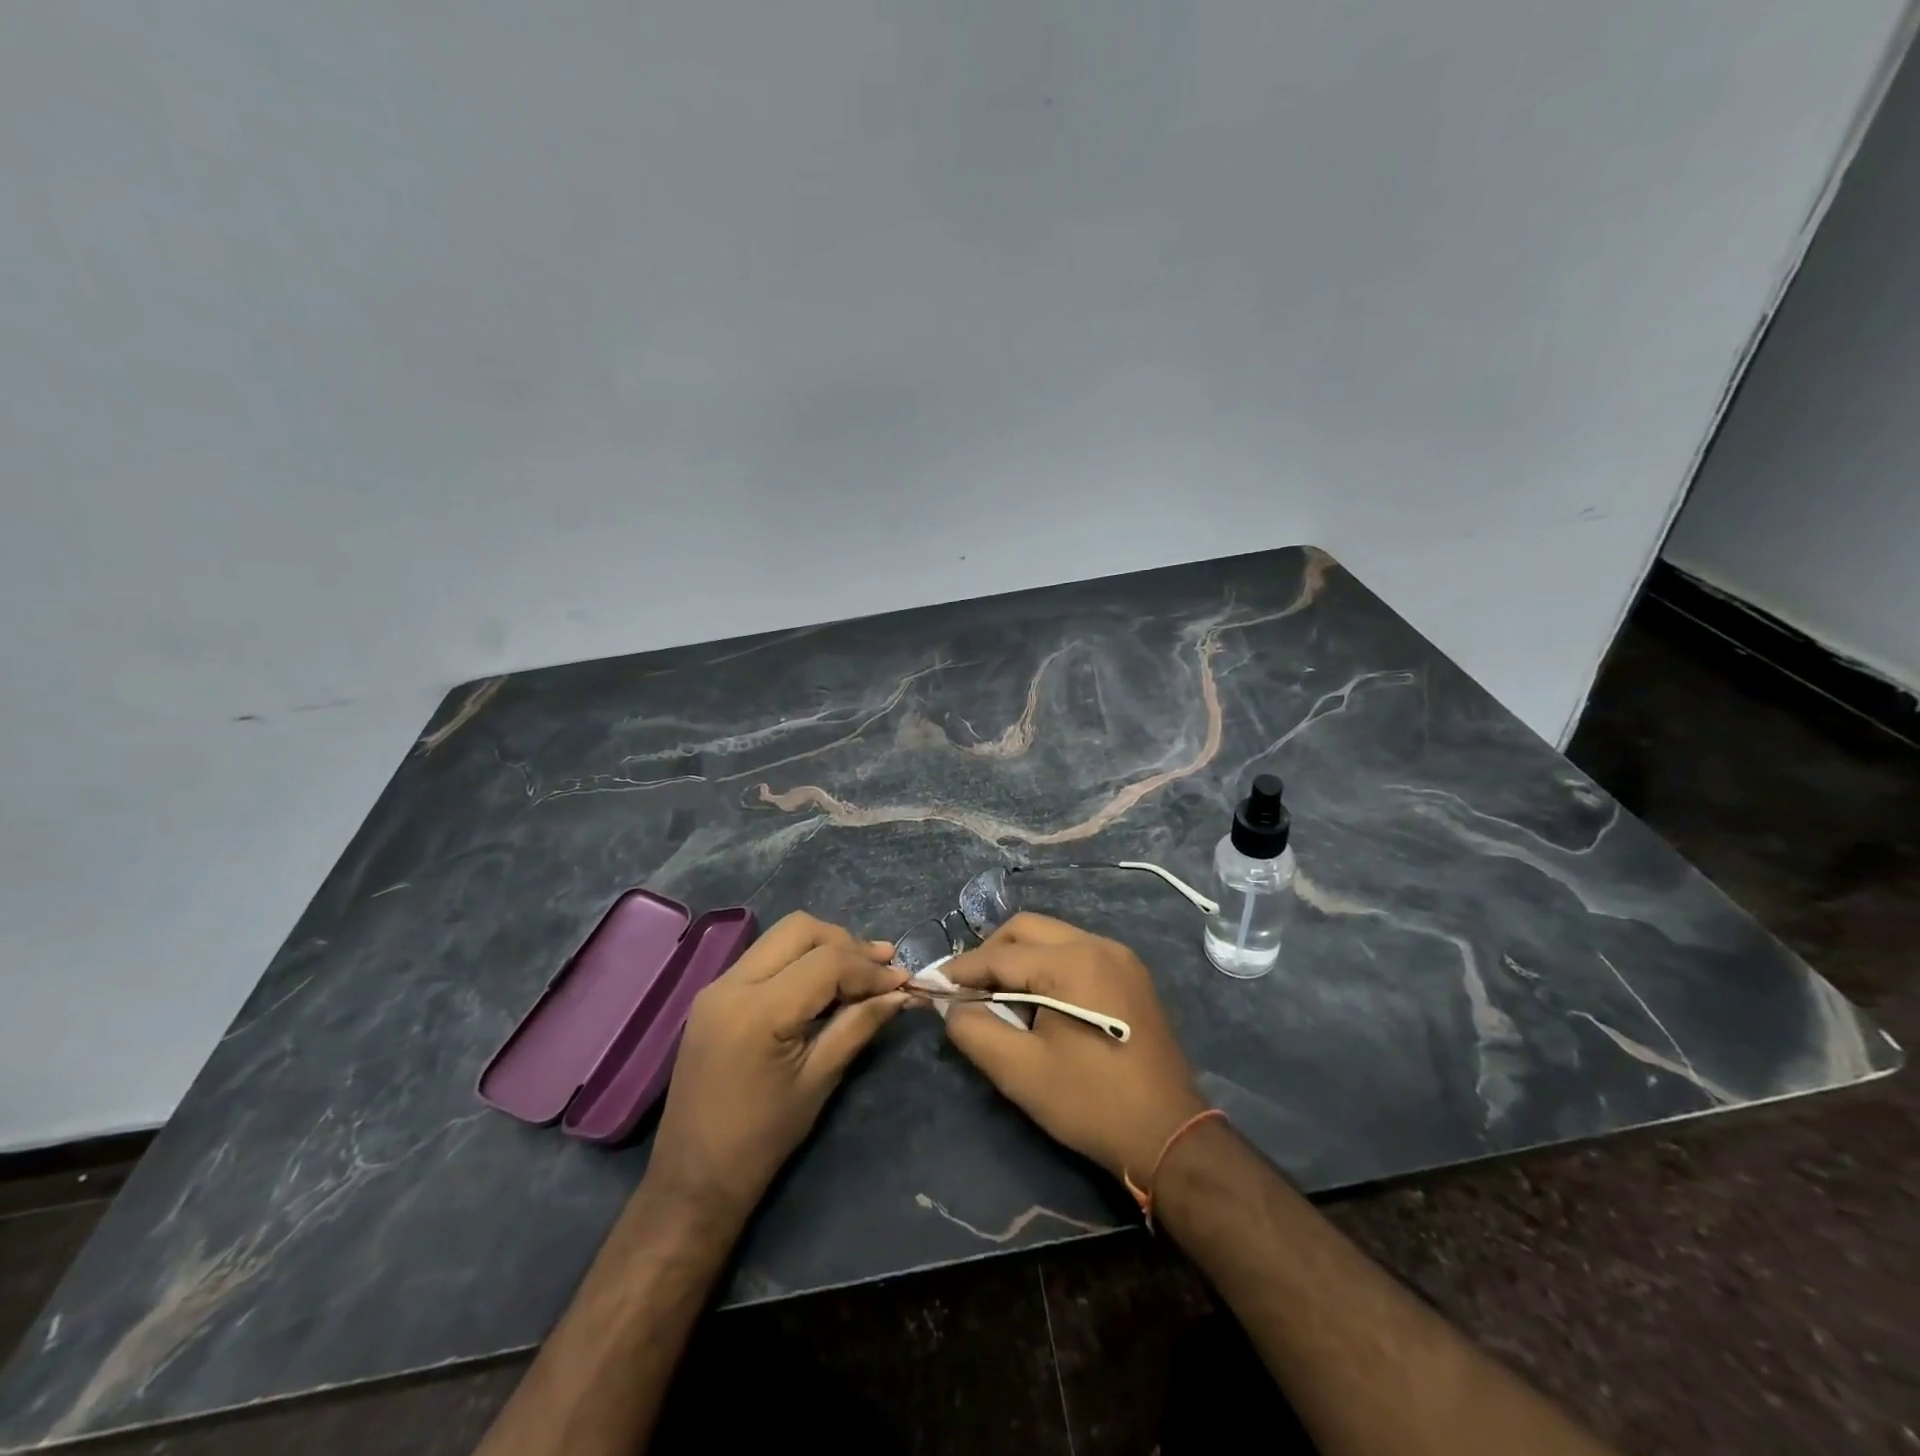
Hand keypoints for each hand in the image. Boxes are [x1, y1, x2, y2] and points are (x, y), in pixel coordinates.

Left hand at [645, 912, 909, 1223]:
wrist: (693, 1178)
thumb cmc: (762, 1139)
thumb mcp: (819, 1080)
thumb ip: (859, 1026)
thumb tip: (900, 994)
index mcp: (759, 1011)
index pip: (827, 962)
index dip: (869, 969)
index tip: (903, 983)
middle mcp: (732, 984)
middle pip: (800, 929)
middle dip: (846, 943)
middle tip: (881, 968)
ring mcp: (717, 986)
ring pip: (781, 936)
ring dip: (824, 946)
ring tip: (860, 970)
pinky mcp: (714, 995)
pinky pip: (765, 956)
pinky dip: (799, 960)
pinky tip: (823, 984)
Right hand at [942, 914, 1205, 1185]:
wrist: (1169, 1135)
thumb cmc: (1091, 1103)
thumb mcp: (1020, 1071)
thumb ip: (975, 1030)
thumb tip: (952, 1007)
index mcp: (1073, 961)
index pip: (1001, 954)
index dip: (962, 970)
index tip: (932, 984)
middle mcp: (1098, 945)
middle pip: (1027, 929)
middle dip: (990, 954)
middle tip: (966, 989)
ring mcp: (1120, 958)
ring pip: (1052, 938)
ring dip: (1019, 959)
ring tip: (998, 996)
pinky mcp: (1131, 975)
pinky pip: (1076, 953)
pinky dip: (1047, 967)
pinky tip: (1038, 1001)